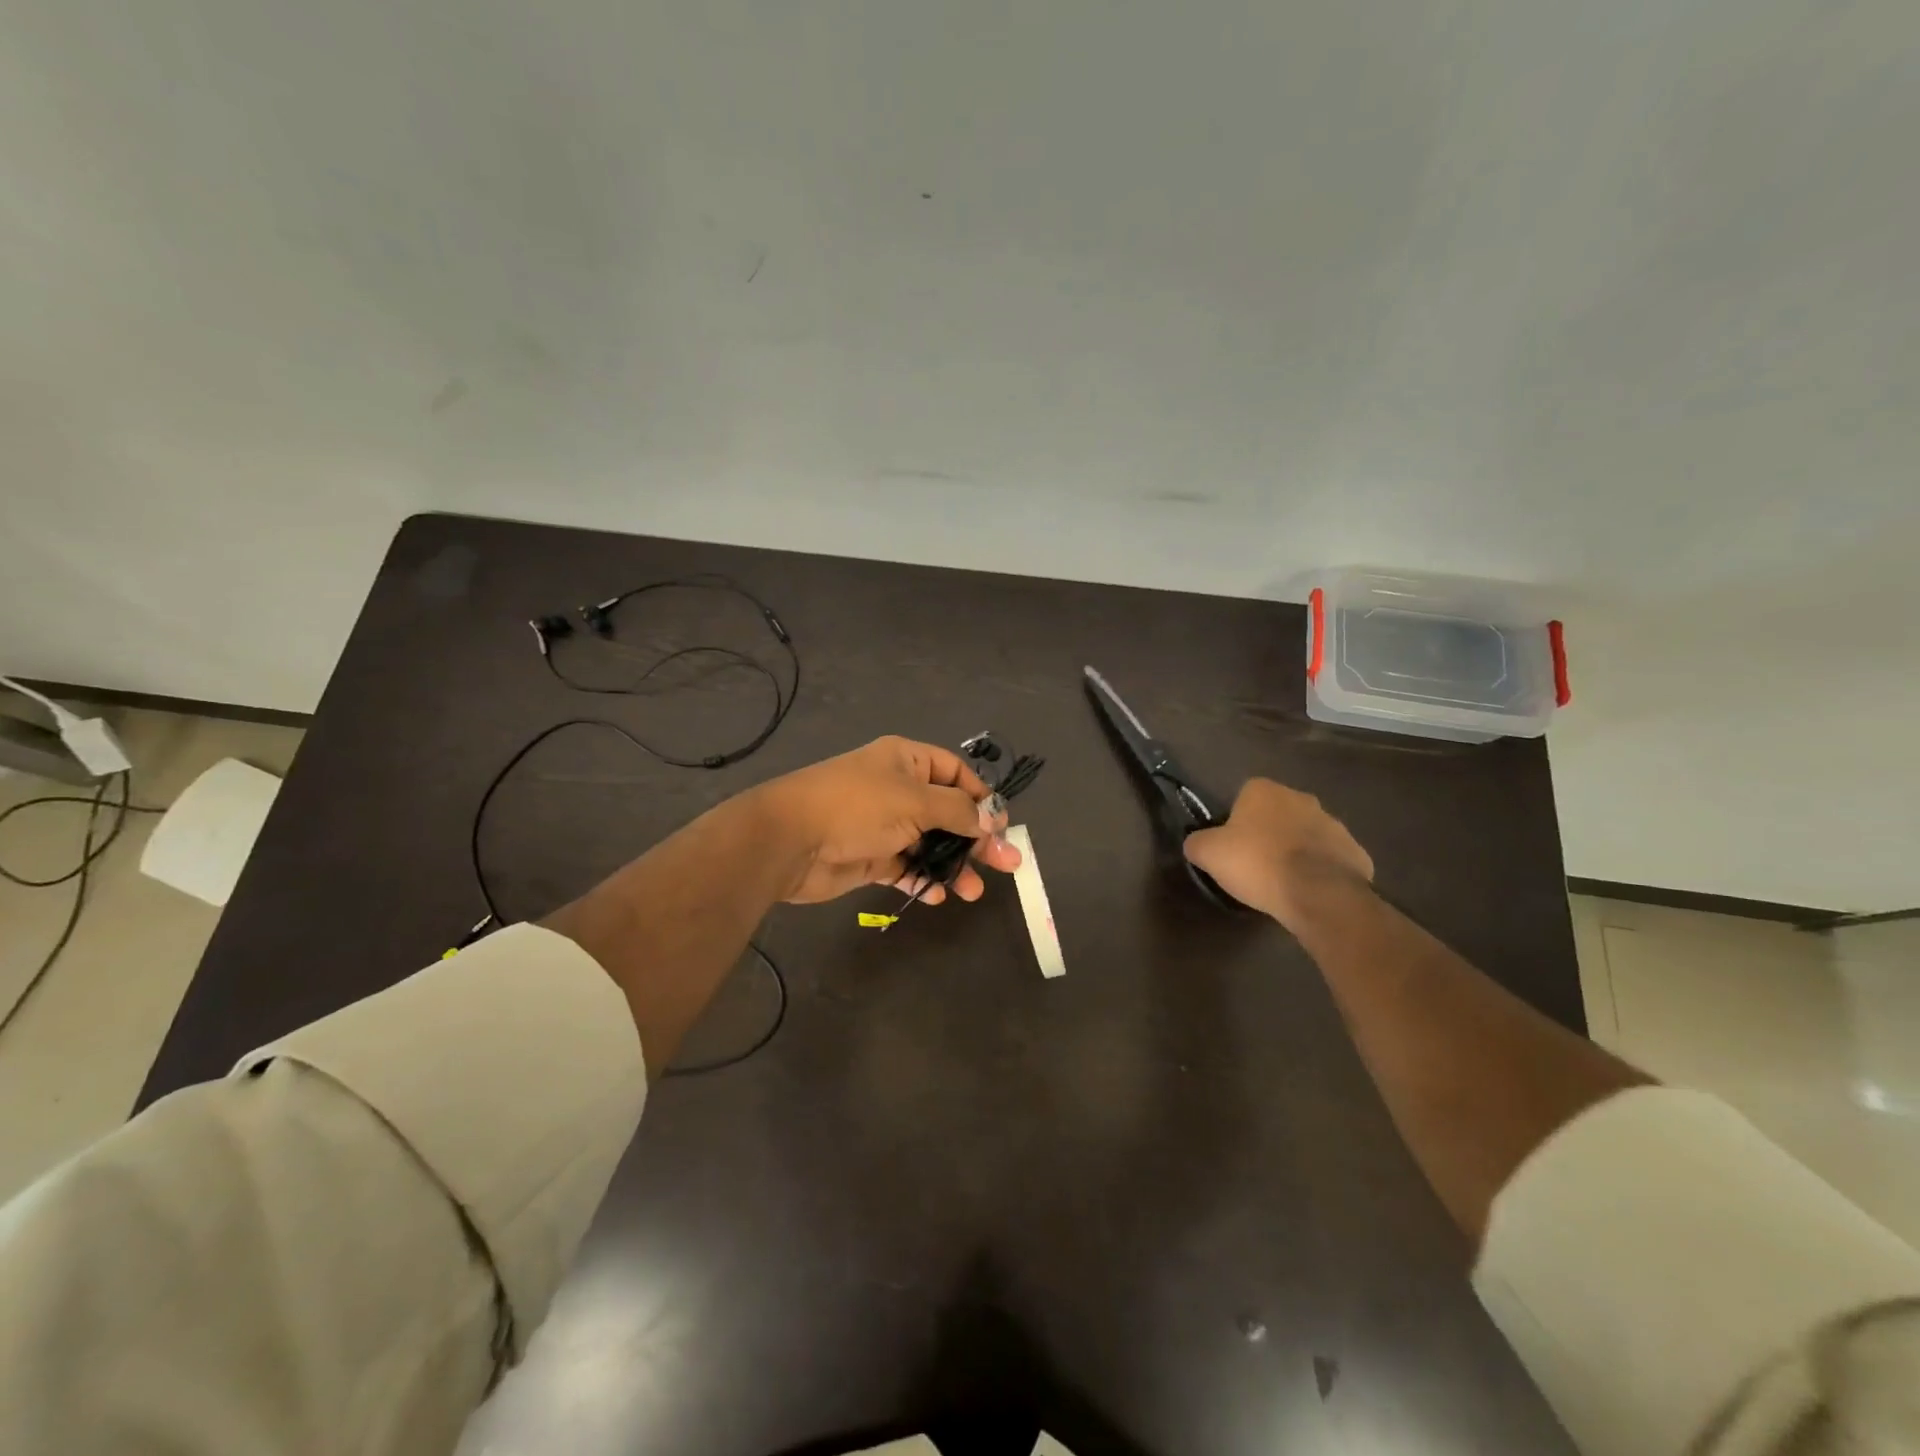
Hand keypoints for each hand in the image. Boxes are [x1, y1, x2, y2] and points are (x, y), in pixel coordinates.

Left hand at [751, 736, 1022, 905]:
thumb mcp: (916, 801)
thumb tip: (993, 819)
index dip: (982, 797)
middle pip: (949, 812)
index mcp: (907, 761)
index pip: (956, 773)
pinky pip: (907, 867)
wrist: (791, 840)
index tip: (1002, 826)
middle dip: (976, 839)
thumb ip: (959, 811)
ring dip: (953, 866)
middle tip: (1006, 864)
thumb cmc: (858, 806)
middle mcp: (899, 789)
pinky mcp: (872, 857)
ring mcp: (885, 825)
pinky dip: (923, 880)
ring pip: (930, 844)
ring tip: (972, 892)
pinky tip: (937, 895)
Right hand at [1183, 778, 1372, 928]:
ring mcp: (1334, 824)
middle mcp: (1301, 798)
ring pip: (1306, 835)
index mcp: (1264, 791)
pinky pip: (1330, 859)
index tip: (1232, 845)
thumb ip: (1197, 842)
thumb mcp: (1208, 853)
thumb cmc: (1258, 864)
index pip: (1244, 796)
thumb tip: (1197, 844)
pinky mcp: (1356, 852)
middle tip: (1255, 863)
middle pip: (1277, 813)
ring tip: (1282, 882)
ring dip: (1296, 851)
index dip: (1236, 821)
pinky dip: (1320, 871)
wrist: (1318, 894)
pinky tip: (1308, 892)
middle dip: (1268, 833)